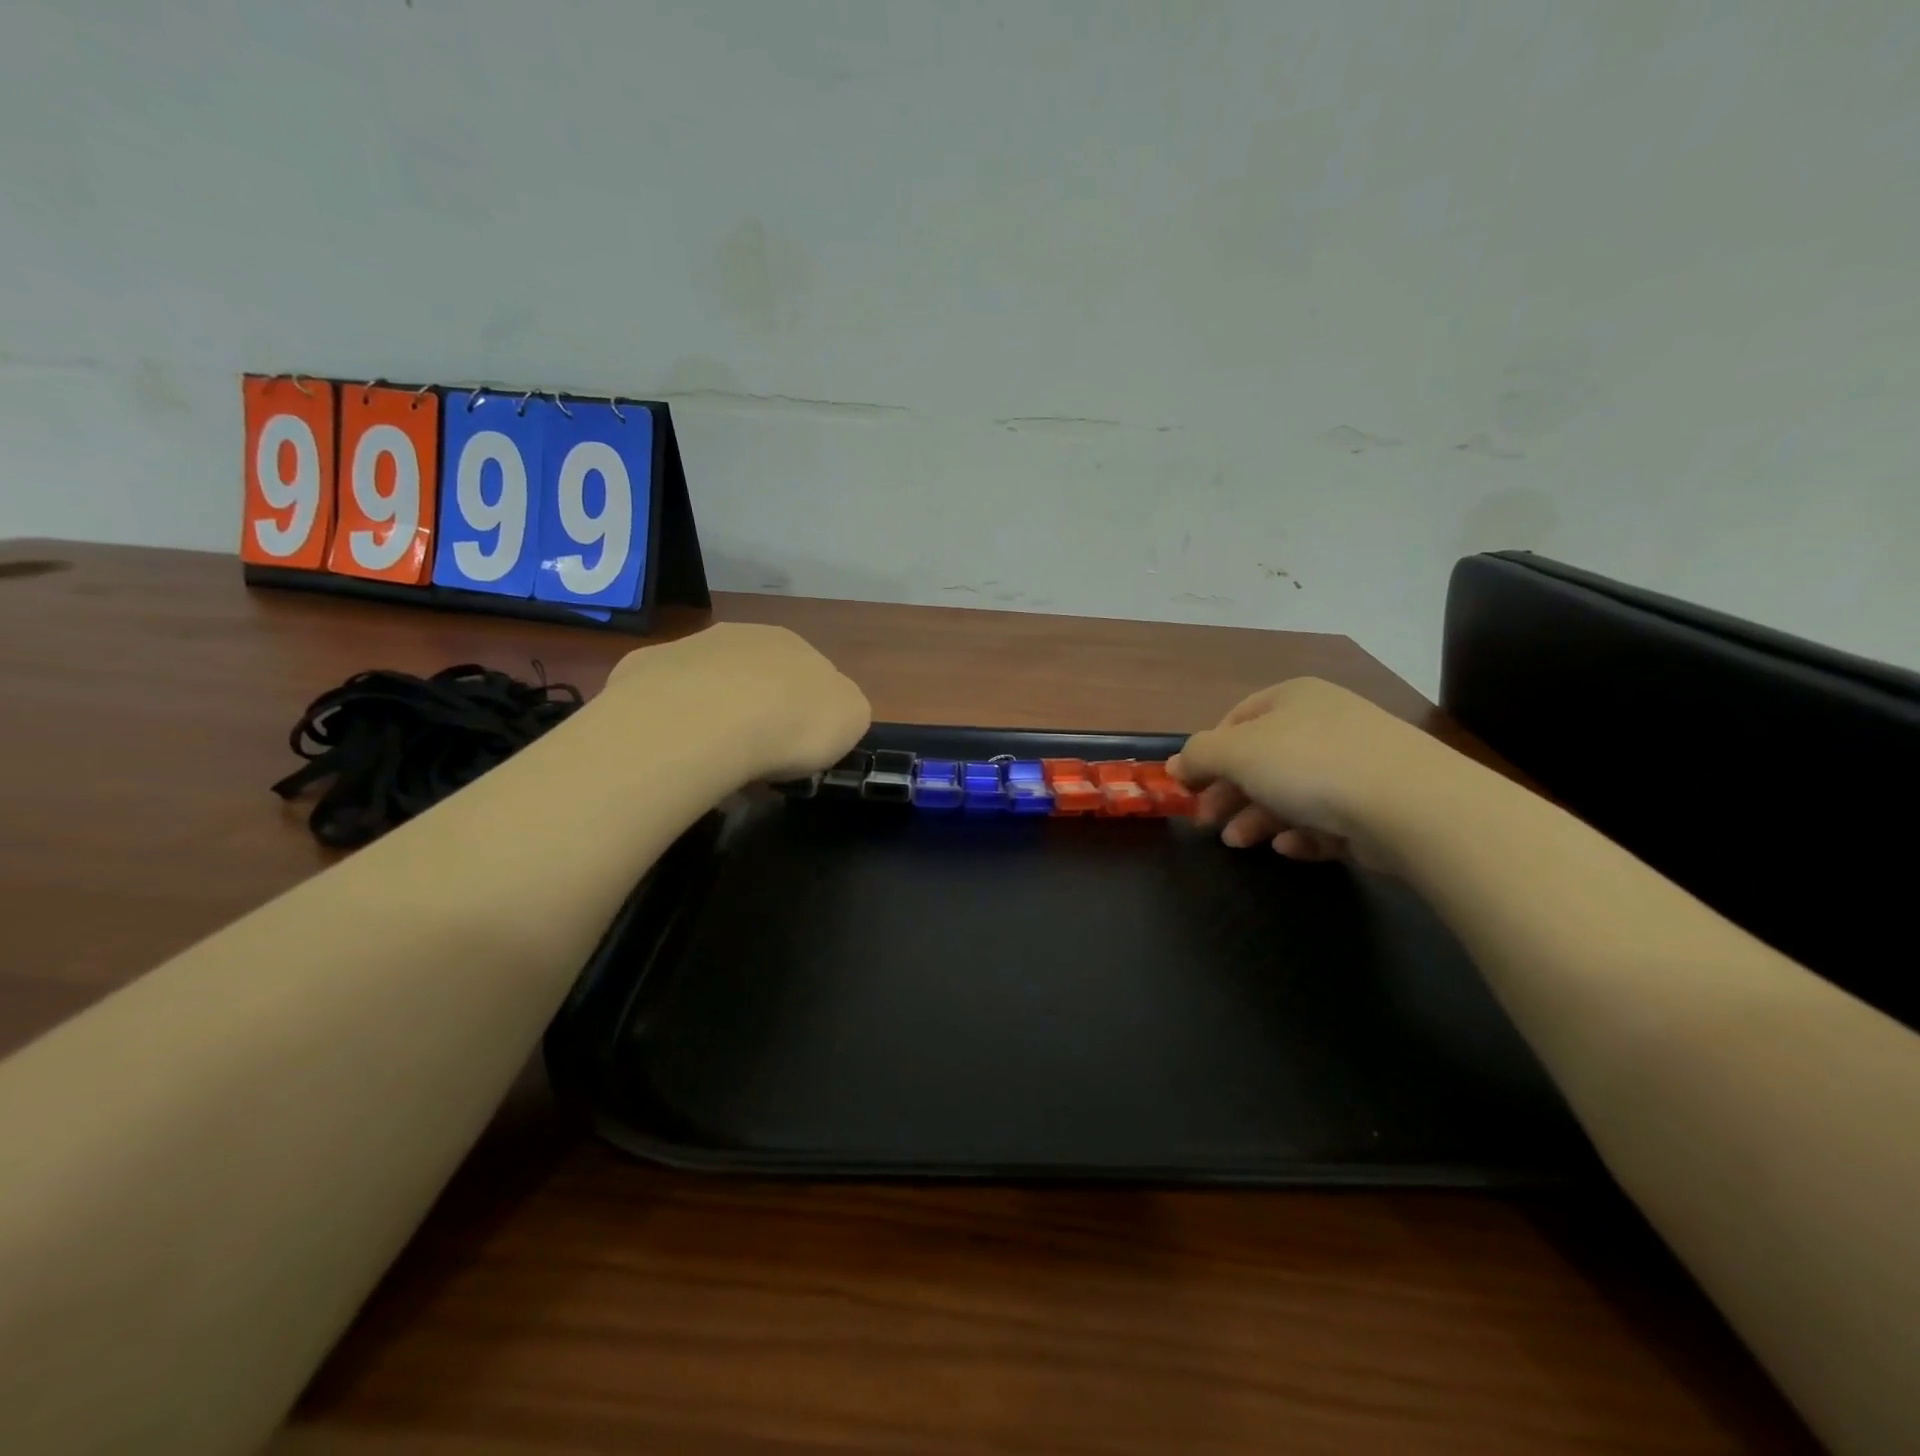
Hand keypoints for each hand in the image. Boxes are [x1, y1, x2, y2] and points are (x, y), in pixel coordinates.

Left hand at [603, 623, 871, 782]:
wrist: (707, 721)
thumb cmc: (792, 721)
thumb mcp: (851, 719)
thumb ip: (844, 710)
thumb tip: (826, 715)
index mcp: (793, 644)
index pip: (807, 676)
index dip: (805, 715)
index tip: (799, 751)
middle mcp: (740, 636)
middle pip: (754, 678)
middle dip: (757, 713)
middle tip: (757, 758)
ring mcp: (687, 649)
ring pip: (707, 686)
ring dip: (713, 716)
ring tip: (712, 761)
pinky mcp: (642, 671)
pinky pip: (664, 701)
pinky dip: (672, 724)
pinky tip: (674, 751)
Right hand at [1169, 677, 1444, 864]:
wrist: (1409, 804)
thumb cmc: (1308, 764)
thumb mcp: (1235, 752)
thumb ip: (1198, 755)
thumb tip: (1174, 765)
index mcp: (1292, 698)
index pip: (1236, 719)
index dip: (1208, 752)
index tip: (1191, 786)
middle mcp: (1324, 723)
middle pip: (1261, 760)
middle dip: (1229, 793)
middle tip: (1207, 822)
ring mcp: (1355, 763)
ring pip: (1291, 792)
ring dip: (1257, 818)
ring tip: (1239, 843)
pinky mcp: (1377, 804)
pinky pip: (1328, 818)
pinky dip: (1303, 833)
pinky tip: (1291, 847)